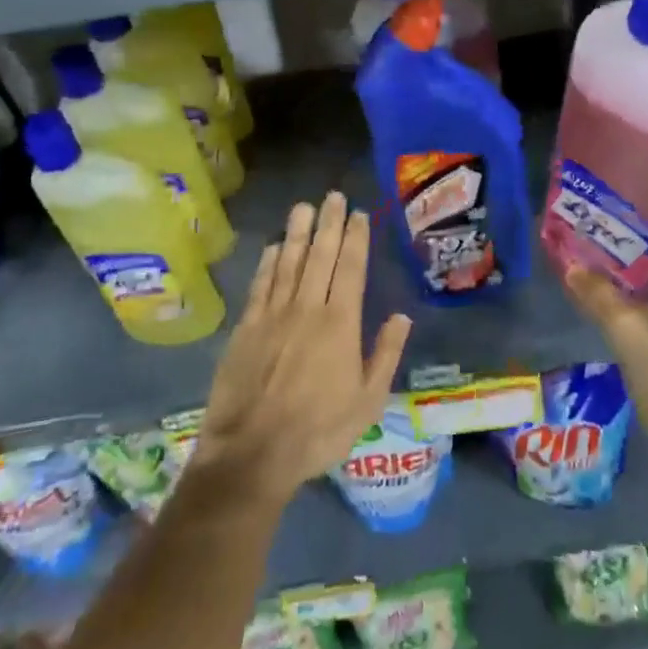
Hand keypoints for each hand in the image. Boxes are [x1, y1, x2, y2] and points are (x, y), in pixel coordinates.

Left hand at [192, 193, 411, 509]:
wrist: (252, 452)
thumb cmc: (318, 431)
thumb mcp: (367, 402)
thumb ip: (385, 355)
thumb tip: (402, 316)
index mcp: (340, 324)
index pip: (351, 268)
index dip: (355, 238)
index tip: (358, 213)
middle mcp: (307, 308)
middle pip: (320, 255)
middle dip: (328, 223)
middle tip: (332, 196)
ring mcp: (272, 315)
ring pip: (288, 262)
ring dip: (297, 232)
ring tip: (303, 206)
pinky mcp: (246, 327)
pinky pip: (260, 284)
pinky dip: (267, 262)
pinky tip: (273, 247)